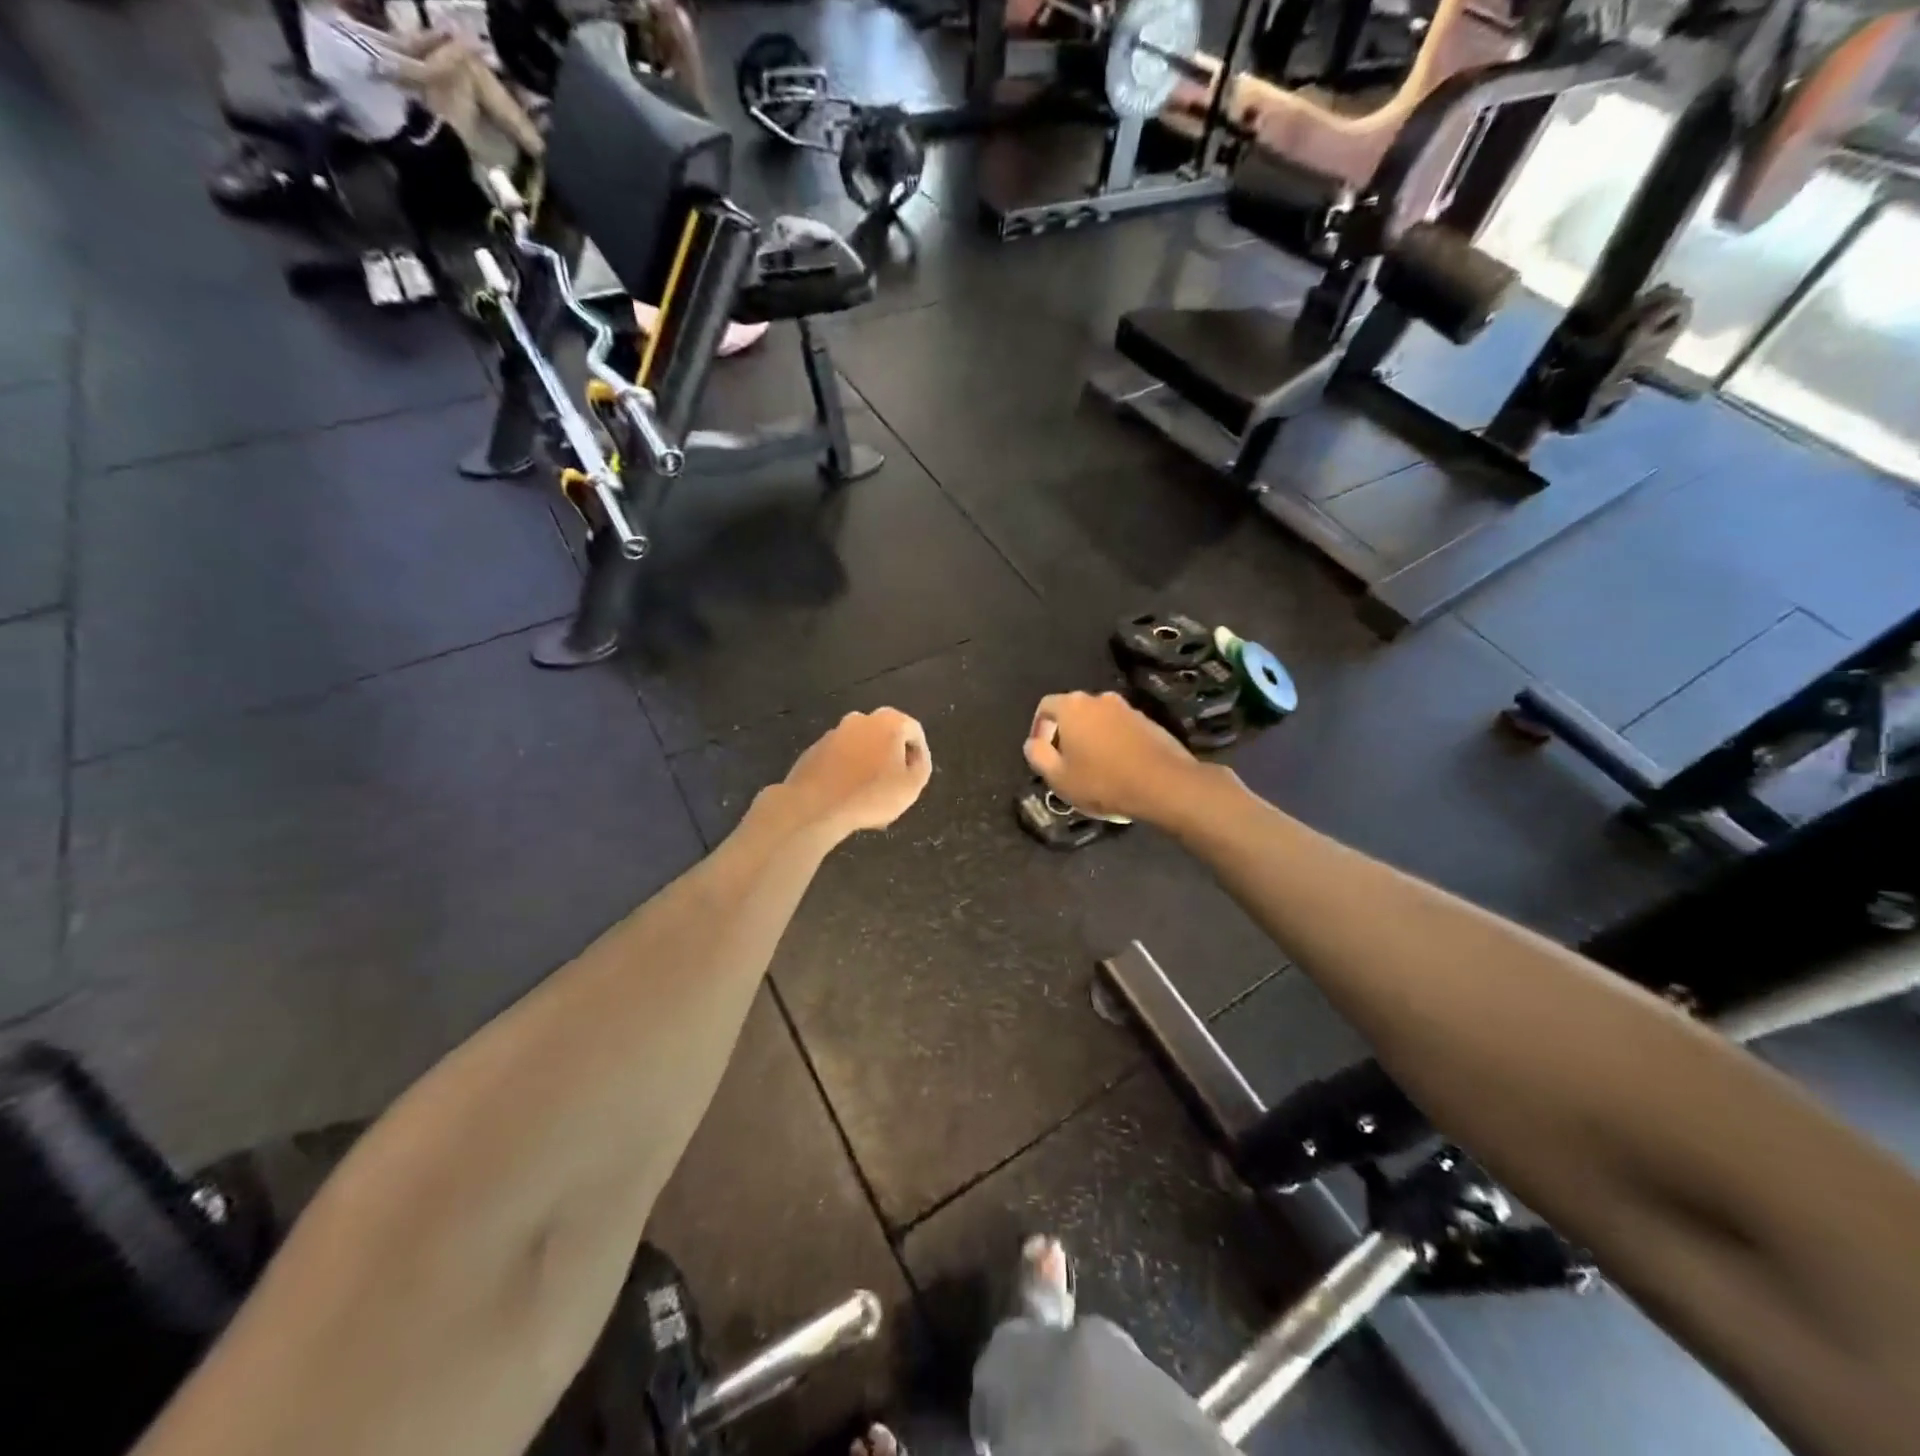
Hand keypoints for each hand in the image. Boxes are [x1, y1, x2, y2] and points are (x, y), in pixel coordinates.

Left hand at [778, 709, 931, 841]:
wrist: (814, 807)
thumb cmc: (871, 795)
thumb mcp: (912, 786)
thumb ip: (921, 766)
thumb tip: (915, 757)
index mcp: (888, 722)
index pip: (913, 730)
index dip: (919, 753)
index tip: (915, 775)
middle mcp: (860, 720)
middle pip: (886, 735)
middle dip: (892, 757)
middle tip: (894, 784)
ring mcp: (834, 733)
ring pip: (861, 746)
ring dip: (869, 764)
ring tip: (869, 794)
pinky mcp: (814, 750)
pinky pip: (840, 757)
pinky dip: (847, 770)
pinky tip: (847, 794)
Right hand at [1023, 692, 1206, 824]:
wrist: (1164, 784)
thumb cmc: (1103, 781)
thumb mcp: (1058, 777)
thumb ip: (1037, 756)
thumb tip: (1032, 743)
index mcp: (1073, 706)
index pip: (1045, 707)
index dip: (1038, 729)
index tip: (1043, 754)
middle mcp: (1099, 698)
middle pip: (1073, 712)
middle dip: (1065, 735)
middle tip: (1066, 763)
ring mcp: (1127, 708)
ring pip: (1098, 720)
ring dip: (1091, 739)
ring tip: (1093, 768)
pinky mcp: (1148, 722)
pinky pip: (1120, 729)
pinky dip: (1113, 743)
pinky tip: (1118, 768)